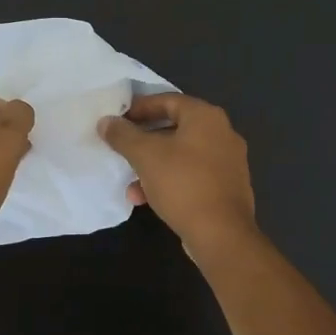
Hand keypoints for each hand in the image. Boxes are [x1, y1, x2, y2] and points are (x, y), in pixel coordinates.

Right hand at [98, 93, 258, 256]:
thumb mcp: (145, 156)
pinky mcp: (228, 187)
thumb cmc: (183, 184)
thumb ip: (123, 135)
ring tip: (131, 185)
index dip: (139, 108)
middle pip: (175, 127)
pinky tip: (148, 200)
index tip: (117, 119)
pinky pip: (193, 175)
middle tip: (121, 148)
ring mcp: (229, 161)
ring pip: (182, 155)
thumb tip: (106, 121)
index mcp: (206, 117)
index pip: (168, 100)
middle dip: (144, 141)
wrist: (222, 234)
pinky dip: (170, 181)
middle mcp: (222, 133)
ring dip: (154, 166)